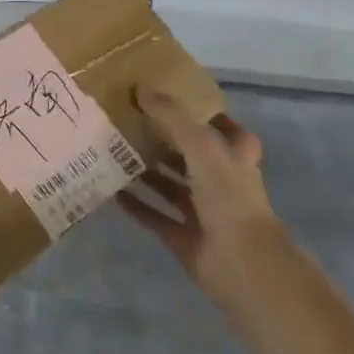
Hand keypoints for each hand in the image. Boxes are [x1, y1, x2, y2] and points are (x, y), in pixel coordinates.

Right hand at [118, 85, 283, 311]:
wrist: (242, 265)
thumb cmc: (229, 197)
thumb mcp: (201, 145)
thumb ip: (172, 116)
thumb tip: (141, 88)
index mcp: (234, 159)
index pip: (225, 130)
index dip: (205, 115)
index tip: (174, 99)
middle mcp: (220, 183)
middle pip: (190, 156)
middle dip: (163, 141)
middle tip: (128, 121)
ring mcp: (203, 213)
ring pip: (170, 186)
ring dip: (146, 172)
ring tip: (113, 151)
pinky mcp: (184, 238)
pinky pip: (155, 216)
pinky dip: (135, 205)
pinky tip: (111, 190)